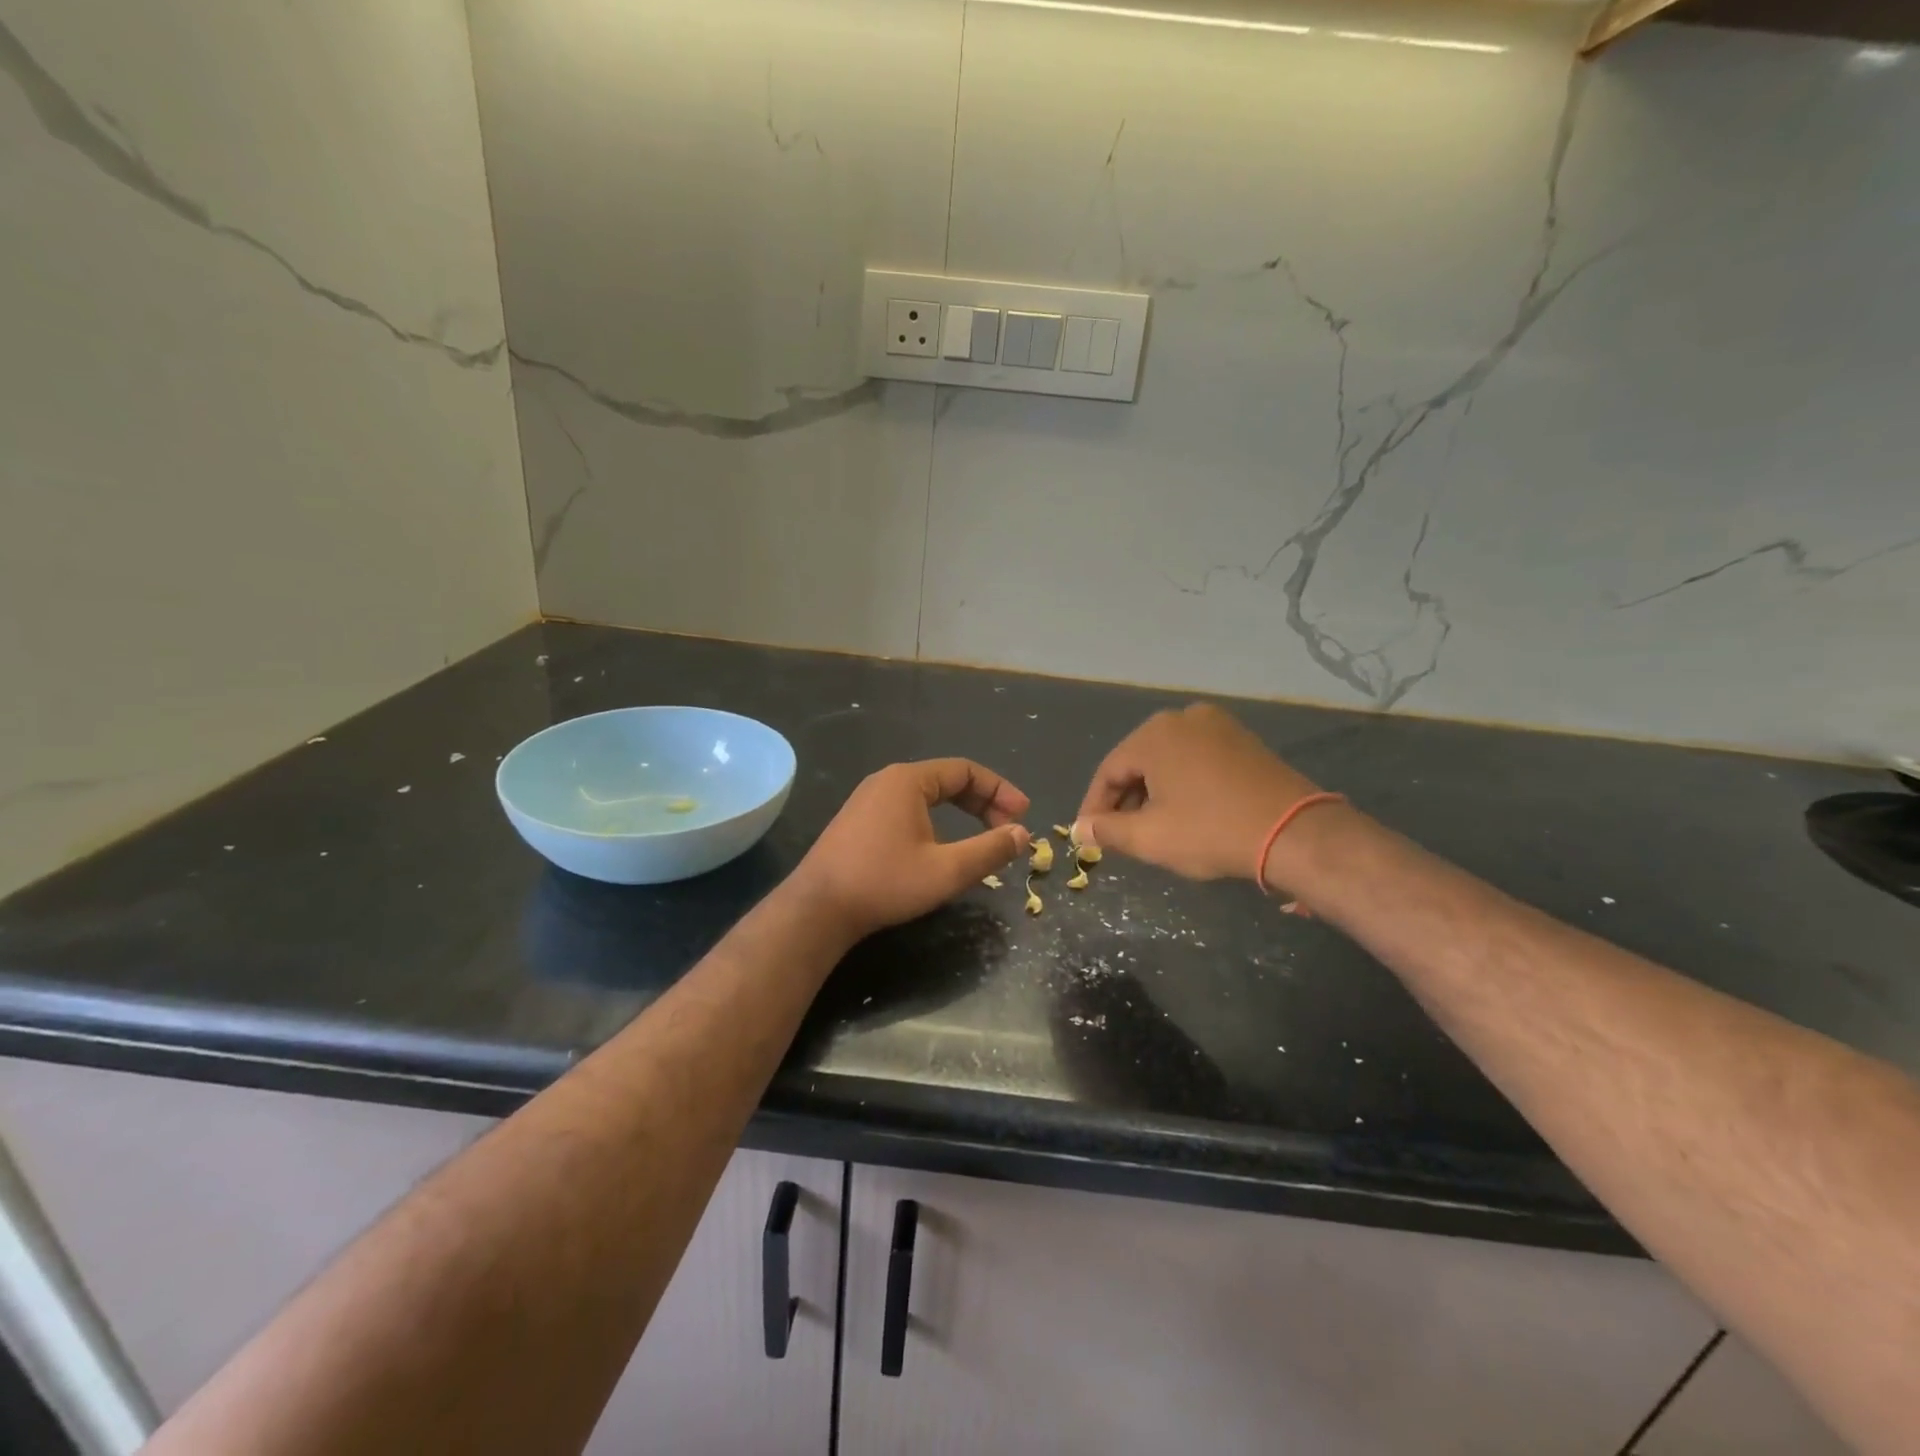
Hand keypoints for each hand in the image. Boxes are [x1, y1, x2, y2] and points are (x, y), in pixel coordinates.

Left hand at [792, 759, 1031, 940]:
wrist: (818, 908)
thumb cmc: (885, 882)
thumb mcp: (947, 870)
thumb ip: (989, 850)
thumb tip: (1022, 834)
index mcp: (909, 780)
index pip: (966, 771)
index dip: (1000, 790)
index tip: (1023, 815)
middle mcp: (887, 781)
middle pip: (947, 780)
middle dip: (983, 802)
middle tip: (1008, 827)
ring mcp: (868, 800)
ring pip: (927, 796)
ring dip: (960, 812)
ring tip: (982, 837)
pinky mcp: (858, 822)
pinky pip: (907, 809)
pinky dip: (935, 821)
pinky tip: (942, 847)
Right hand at [1076, 704, 1325, 886]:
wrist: (1295, 832)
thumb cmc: (1211, 831)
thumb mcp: (1150, 837)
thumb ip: (1108, 831)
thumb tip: (1081, 829)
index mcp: (1154, 734)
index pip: (1109, 771)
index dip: (1095, 807)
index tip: (1089, 836)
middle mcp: (1182, 718)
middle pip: (1138, 762)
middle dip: (1125, 800)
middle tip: (1118, 835)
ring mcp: (1217, 725)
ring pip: (1167, 760)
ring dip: (1153, 793)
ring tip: (1150, 828)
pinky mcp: (1242, 740)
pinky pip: (1196, 758)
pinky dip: (1182, 783)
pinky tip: (1183, 812)